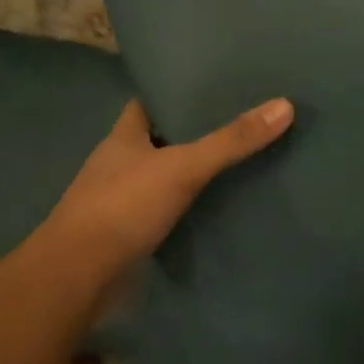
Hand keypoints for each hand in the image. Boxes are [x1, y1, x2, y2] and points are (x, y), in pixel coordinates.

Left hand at [38, 96, 293, 284]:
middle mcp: (120, 164)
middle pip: (161, 138)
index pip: (150, 102)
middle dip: (194, 131)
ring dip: (193, 172)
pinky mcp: (130, 235)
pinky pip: (167, 211)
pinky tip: (220, 206)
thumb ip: (231, 140)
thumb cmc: (123, 207)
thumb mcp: (183, 166)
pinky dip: (190, 208)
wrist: (77, 279)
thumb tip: (285, 105)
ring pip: (165, 176)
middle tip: (242, 120)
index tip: (214, 84)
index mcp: (124, 137)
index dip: (177, 91)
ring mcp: (122, 201)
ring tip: (240, 159)